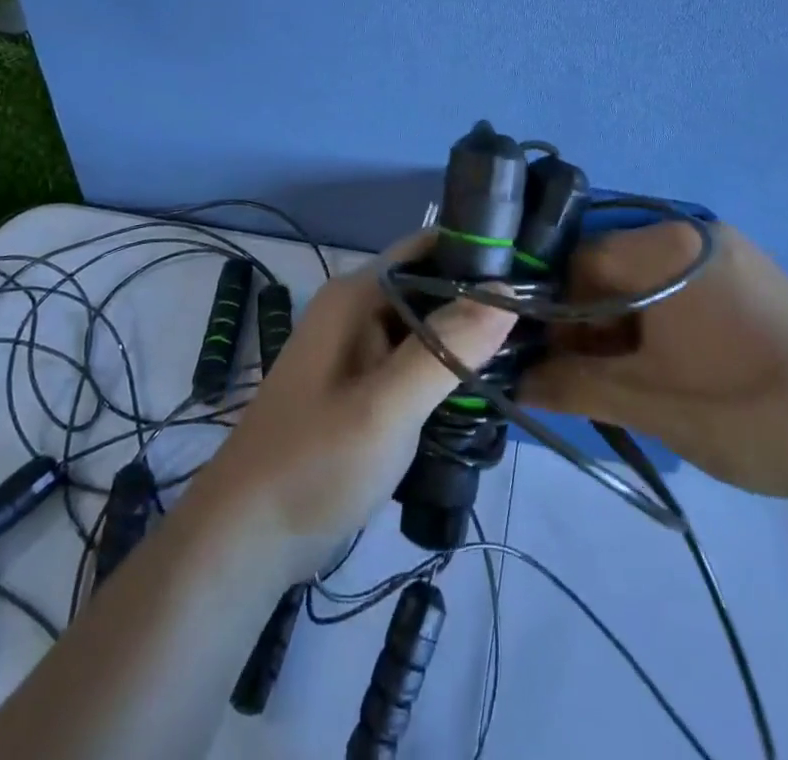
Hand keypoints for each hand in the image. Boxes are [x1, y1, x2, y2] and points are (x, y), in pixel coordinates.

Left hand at [185, 232, 517, 583]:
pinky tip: (483, 392)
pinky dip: (446, 370)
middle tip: (541, 326)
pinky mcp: (361, 386)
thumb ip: (446, 348)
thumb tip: (505, 288)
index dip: (480, 252)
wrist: (245, 540)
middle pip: (431, 285)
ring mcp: (357, 349)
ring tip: (526, 358)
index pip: (429, 248)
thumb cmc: (313, 464)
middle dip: (481, 301)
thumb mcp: (385, 407)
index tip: (535, 273)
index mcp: (356, 295)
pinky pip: (414, 361)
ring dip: (467, 340)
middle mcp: (356, 309)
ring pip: (426, 326)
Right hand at [520, 220, 787, 511]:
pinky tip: (675, 368)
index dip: (558, 312)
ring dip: (628, 325)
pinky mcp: (755, 277)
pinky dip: (664, 321)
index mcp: (667, 246)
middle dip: (593, 321)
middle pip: (614, 267)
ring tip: (636, 381)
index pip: (579, 261)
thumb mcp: (646, 403)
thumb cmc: (745, 411)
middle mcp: (696, 232)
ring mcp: (731, 252)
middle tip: (595, 378)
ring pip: (648, 279)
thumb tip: (515, 381)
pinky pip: (685, 287)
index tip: (558, 362)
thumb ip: (571, 385)